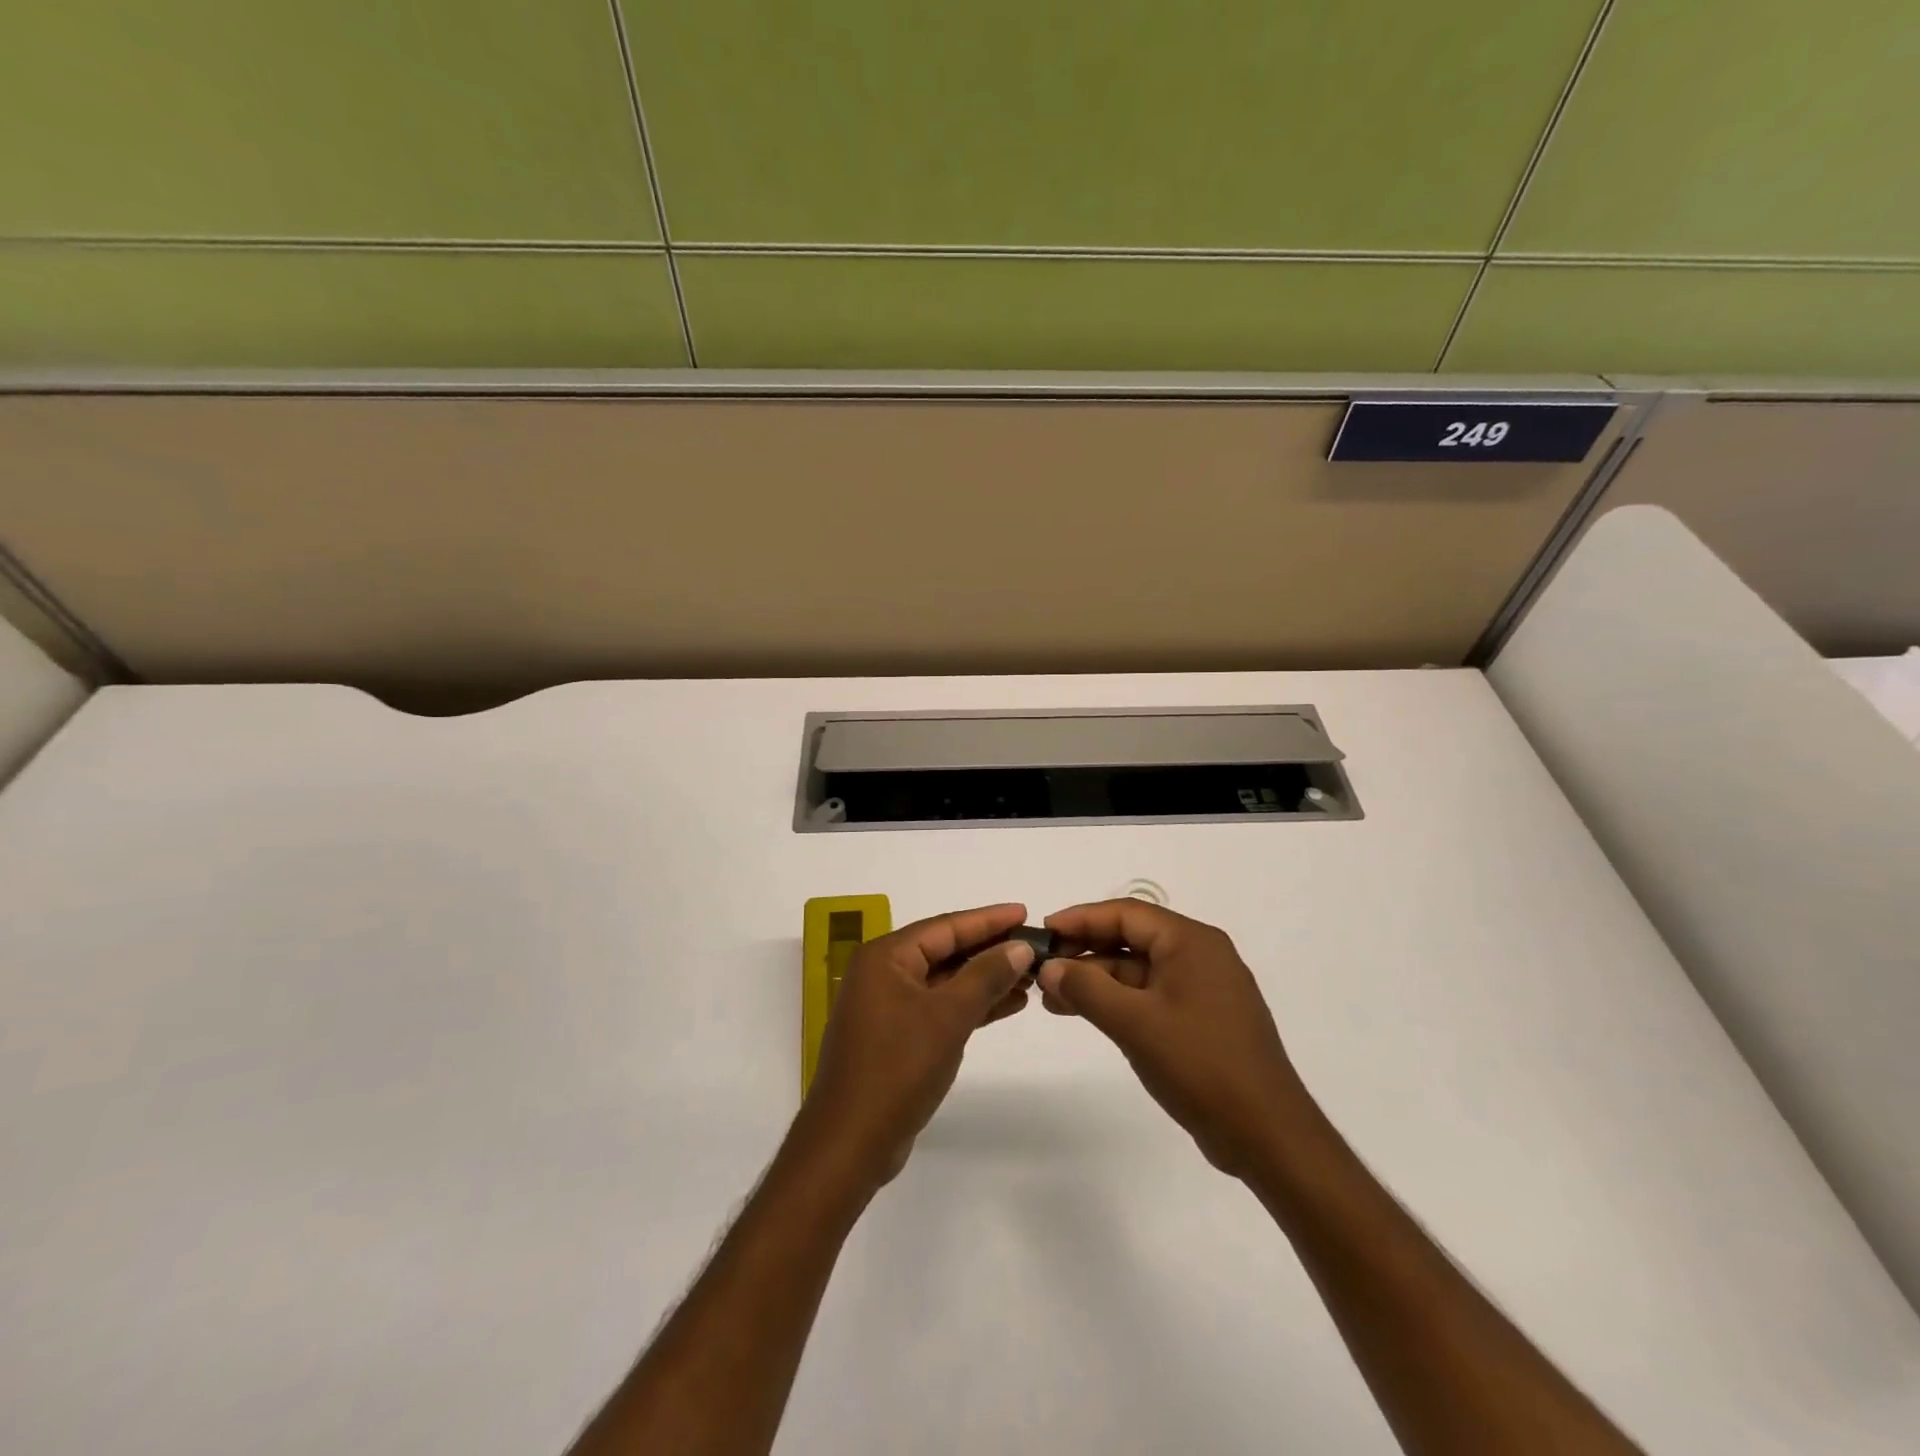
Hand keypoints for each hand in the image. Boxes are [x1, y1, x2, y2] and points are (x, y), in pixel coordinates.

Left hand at [797, 903, 1034, 1191]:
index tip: (1025, 912)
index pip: (945, 926)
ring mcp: (888, 1007)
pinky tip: (1007, 1005)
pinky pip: (940, 1007)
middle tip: (1034, 945)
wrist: (851, 1144)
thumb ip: (985, 976)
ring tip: (1030, 977)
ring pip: (945, 981)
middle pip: (945, 950)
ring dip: (985, 979)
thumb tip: (1019, 945)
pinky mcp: (896, 1037)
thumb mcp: (948, 1017)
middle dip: (990, 950)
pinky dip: (971, 1006)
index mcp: (885, 957)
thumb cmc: (897, 1069)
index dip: (988, 919)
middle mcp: (883, 974)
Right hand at [1038, 900, 1313, 1179]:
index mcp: (1191, 942)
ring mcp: (1203, 989)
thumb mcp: (1135, 1023)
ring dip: (1097, 981)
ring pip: (1138, 971)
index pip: (1126, 913)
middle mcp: (1200, 955)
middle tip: (1043, 970)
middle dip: (1085, 952)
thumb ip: (1087, 989)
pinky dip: (1118, 1002)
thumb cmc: (1201, 1065)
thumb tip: (1049, 968)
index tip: (1044, 931)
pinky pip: (1151, 996)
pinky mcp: (1202, 1020)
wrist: (1267, 1135)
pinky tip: (1086, 1015)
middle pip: (1131, 939)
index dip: (1081, 918)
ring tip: (1052, 999)